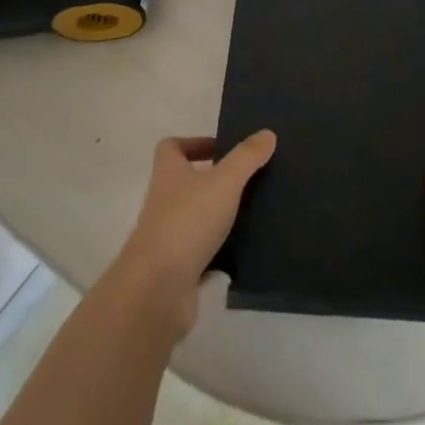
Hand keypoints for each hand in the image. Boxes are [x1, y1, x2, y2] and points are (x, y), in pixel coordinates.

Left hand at [111, 132, 275, 335]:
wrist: (157, 290)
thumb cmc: (187, 222)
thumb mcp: (224, 182)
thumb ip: (246, 157)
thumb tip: (267, 133)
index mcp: (169, 173)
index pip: (172, 147)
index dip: (195, 143)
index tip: (223, 149)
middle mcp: (164, 201)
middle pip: (187, 181)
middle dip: (216, 180)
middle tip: (250, 180)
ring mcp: (169, 236)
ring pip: (198, 218)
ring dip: (222, 215)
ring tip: (256, 212)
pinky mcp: (179, 268)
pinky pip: (204, 252)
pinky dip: (222, 251)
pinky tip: (247, 251)